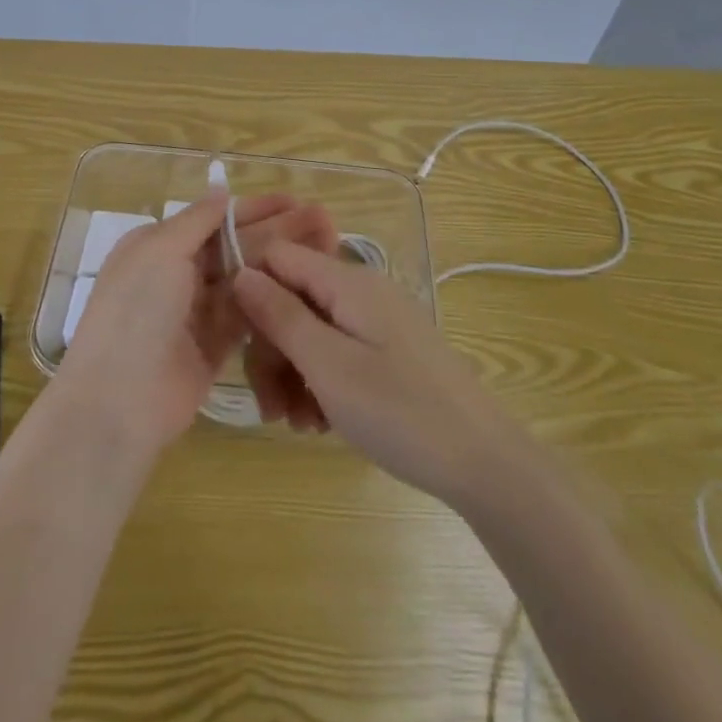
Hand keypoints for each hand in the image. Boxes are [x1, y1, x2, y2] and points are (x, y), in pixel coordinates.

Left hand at [53, 194, 338, 456]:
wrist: (120, 399)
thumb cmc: (136, 311)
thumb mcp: (160, 251)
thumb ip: (197, 220)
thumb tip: (221, 189)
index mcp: (158, 246)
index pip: (214, 220)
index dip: (255, 209)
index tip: (294, 201)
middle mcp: (177, 274)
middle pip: (235, 247)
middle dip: (276, 232)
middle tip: (322, 219)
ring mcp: (198, 311)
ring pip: (246, 279)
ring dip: (280, 264)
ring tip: (326, 247)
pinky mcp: (216, 345)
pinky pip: (248, 314)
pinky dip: (273, 298)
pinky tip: (305, 285)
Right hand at [232, 243, 522, 507]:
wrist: (484, 463)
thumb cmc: (401, 411)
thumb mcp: (329, 365)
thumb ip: (281, 316)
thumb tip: (241, 272)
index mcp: (348, 282)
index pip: (278, 258)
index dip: (251, 292)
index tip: (237, 342)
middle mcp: (361, 292)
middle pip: (292, 301)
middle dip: (271, 352)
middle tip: (271, 409)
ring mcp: (376, 323)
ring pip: (311, 333)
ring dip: (293, 376)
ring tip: (297, 424)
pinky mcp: (387, 352)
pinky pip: (337, 353)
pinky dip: (320, 384)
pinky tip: (320, 423)